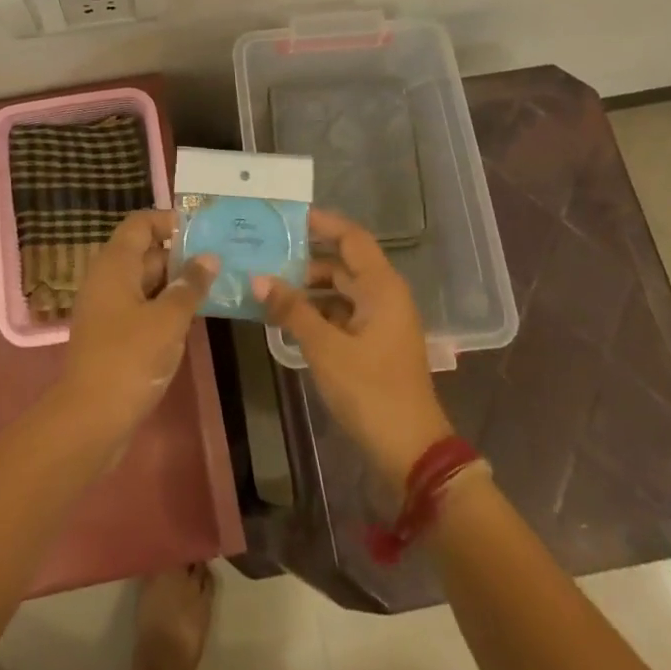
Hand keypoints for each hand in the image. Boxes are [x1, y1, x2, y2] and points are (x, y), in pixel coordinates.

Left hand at [62, 210, 217, 435]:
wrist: (90, 419)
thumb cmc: (130, 359)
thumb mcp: (168, 319)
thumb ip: (190, 286)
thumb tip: (209, 258)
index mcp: (115, 265)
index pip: (140, 224)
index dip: (169, 221)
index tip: (203, 230)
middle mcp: (107, 279)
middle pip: (144, 252)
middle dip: (180, 254)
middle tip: (220, 259)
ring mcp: (108, 309)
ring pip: (145, 282)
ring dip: (176, 283)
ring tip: (216, 285)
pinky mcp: (112, 335)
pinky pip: (142, 307)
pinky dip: (165, 307)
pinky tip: (193, 317)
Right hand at [255, 208, 453, 485]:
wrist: (412, 451)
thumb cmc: (370, 391)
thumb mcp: (325, 348)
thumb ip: (292, 310)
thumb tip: (258, 278)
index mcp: (381, 287)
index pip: (351, 238)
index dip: (322, 224)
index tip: (288, 218)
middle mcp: (385, 295)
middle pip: (344, 264)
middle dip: (306, 260)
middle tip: (266, 256)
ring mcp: (382, 321)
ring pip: (342, 291)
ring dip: (310, 289)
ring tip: (270, 289)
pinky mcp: (376, 344)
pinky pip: (344, 314)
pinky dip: (319, 312)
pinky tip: (289, 319)